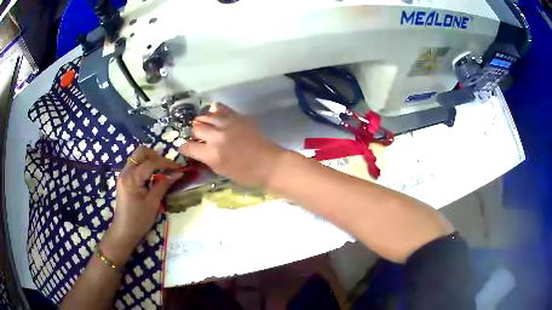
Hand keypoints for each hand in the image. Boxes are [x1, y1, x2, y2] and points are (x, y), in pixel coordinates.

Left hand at [102, 146, 181, 263]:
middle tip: (167, 166)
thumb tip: (177, 174)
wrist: (124, 231)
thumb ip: (163, 185)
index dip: (166, 163)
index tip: (179, 167)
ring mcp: (123, 174)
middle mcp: (125, 172)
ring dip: (150, 160)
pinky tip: (152, 176)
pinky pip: (135, 165)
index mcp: (132, 178)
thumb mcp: (153, 203)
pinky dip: (145, 165)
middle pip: (141, 152)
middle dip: (156, 155)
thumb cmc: (139, 220)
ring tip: (162, 171)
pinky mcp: (124, 179)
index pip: (151, 162)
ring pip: (137, 157)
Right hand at [180, 103, 285, 187]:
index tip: (186, 148)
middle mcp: (216, 136)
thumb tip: (198, 150)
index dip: (185, 148)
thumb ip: (207, 159)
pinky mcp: (237, 117)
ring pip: (206, 116)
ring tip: (206, 126)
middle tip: (199, 138)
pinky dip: (215, 111)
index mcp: (212, 154)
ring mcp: (227, 124)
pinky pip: (220, 108)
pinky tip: (215, 114)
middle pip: (196, 128)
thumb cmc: (246, 174)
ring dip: (203, 121)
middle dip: (194, 134)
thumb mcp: (221, 171)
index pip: (188, 147)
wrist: (269, 163)